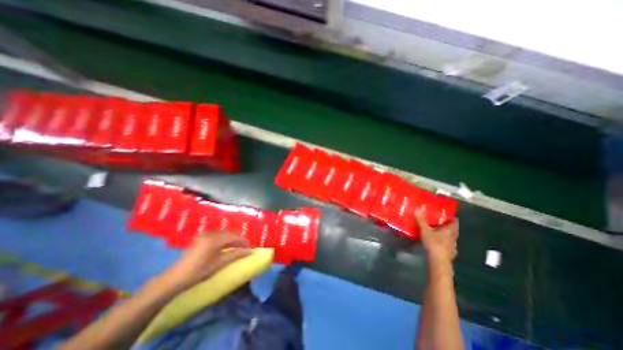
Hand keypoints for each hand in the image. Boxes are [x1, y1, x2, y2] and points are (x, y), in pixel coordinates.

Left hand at [159, 231, 250, 291]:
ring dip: (231, 239)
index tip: (250, 248)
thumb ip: (236, 255)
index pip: (234, 237)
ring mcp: (204, 234)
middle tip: (244, 248)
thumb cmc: (199, 271)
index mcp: (215, 238)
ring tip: (236, 247)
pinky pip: (216, 235)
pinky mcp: (200, 237)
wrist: (175, 278)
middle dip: (237, 240)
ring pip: (223, 233)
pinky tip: (225, 246)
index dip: (243, 242)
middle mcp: (210, 233)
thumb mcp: (219, 263)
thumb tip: (250, 251)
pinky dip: (223, 239)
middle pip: (229, 233)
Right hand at [415, 213, 458, 265]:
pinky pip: (449, 246)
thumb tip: (418, 208)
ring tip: (439, 233)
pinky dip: (445, 243)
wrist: (439, 260)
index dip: (452, 218)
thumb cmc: (434, 243)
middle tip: (441, 223)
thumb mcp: (425, 230)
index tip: (448, 216)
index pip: (454, 222)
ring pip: (452, 238)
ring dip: (447, 235)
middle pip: (454, 230)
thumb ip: (421, 220)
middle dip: (449, 226)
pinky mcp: (450, 253)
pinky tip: (440, 244)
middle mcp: (453, 237)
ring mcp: (453, 246)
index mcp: (449, 230)